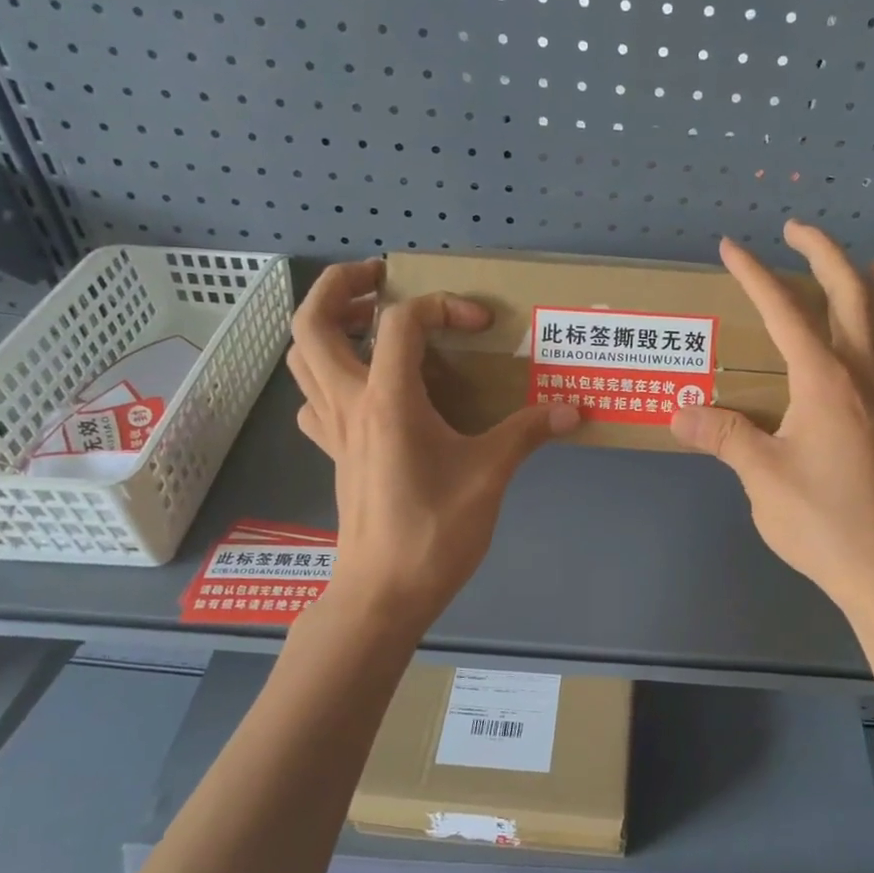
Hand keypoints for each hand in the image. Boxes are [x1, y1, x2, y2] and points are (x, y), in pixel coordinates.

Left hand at [285, 260, 578, 624]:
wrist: (384, 593)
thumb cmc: (434, 531)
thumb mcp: (489, 476)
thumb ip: (527, 433)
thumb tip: (571, 410)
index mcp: (387, 399)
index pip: (401, 321)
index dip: (443, 306)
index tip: (482, 325)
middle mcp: (349, 403)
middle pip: (313, 323)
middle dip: (341, 287)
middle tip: (381, 279)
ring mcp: (333, 429)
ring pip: (302, 358)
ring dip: (328, 327)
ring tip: (370, 324)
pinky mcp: (334, 454)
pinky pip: (314, 399)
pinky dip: (330, 377)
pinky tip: (367, 390)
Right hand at [671, 222, 873, 615]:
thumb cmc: (820, 518)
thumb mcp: (760, 474)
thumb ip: (723, 434)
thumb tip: (680, 411)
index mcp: (824, 379)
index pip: (785, 311)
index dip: (755, 275)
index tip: (730, 247)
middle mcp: (859, 376)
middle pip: (851, 295)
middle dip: (822, 254)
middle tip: (794, 230)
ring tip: (872, 264)